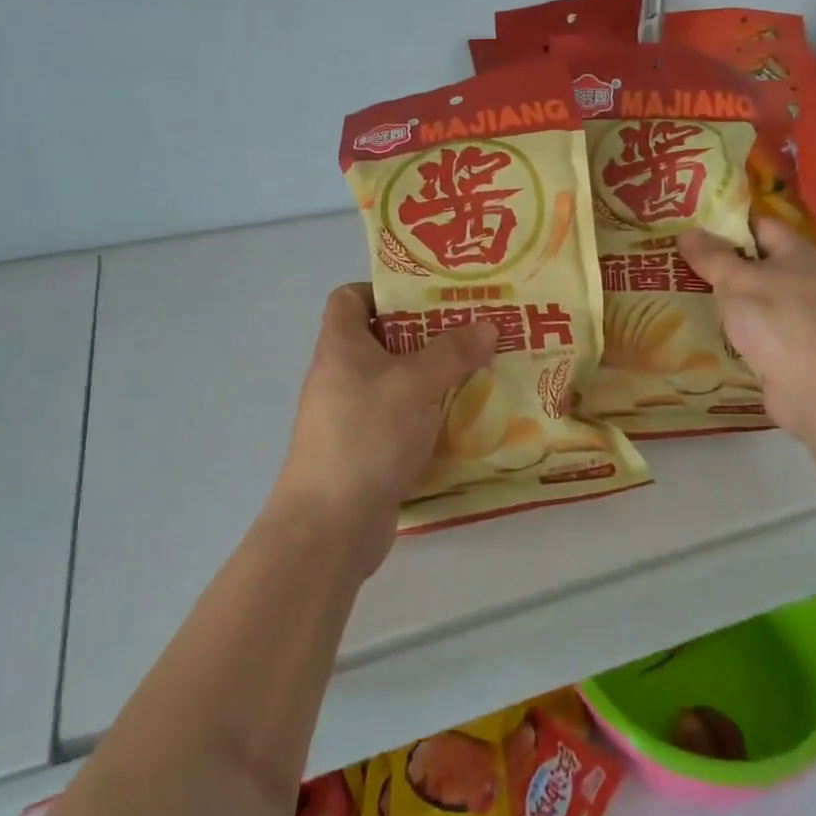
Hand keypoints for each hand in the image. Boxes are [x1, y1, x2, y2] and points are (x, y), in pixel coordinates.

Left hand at [272, 284, 496, 574]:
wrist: (329, 525)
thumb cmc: (366, 435)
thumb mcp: (415, 384)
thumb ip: (452, 352)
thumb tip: (487, 325)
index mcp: (341, 345)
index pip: (350, 297)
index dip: (385, 289)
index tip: (429, 296)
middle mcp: (341, 375)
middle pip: (383, 339)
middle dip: (429, 333)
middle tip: (475, 330)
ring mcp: (352, 415)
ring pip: (398, 382)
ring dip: (436, 377)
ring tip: (483, 370)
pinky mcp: (367, 450)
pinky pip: (403, 420)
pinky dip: (431, 416)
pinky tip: (468, 419)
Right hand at [678, 218, 815, 441]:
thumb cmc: (779, 321)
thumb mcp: (737, 282)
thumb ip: (711, 256)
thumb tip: (686, 231)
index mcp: (801, 255)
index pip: (761, 226)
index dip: (727, 225)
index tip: (692, 230)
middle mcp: (809, 281)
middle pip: (759, 263)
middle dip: (722, 264)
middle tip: (680, 263)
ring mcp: (806, 318)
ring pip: (758, 299)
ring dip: (729, 300)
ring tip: (686, 296)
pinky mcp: (797, 350)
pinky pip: (761, 330)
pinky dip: (739, 330)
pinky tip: (710, 332)